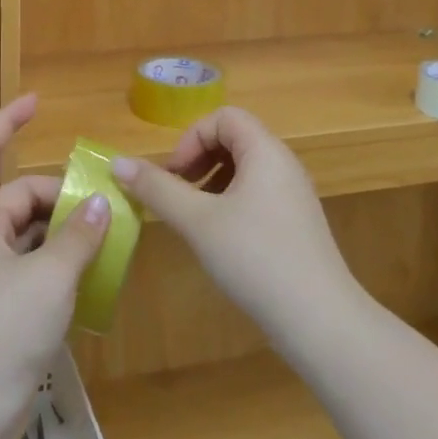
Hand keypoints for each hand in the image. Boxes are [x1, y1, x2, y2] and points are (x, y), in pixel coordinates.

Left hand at [0, 94, 108, 438]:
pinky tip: (94, 273)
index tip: (36, 103)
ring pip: (29, 234)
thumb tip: (102, 202)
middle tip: (104, 201)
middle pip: (17, 196)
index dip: (5, 122)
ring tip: (109, 232)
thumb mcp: (47, 278)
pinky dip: (61, 263)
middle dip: (58, 193)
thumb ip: (78, 237)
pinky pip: (34, 268)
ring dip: (65, 230)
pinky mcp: (0, 309)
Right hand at [111, 107, 357, 336]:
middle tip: (177, 193)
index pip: (224, 117)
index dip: (191, 138)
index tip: (173, 175)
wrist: (320, 321)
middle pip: (234, 139)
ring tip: (193, 216)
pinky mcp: (296, 224)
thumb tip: (117, 162)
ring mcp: (293, 195)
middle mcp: (284, 165)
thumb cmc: (256, 259)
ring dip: (211, 182)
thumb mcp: (198, 221)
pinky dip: (230, 202)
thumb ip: (157, 189)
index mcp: (265, 151)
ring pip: (244, 169)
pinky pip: (257, 194)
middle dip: (198, 159)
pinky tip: (218, 238)